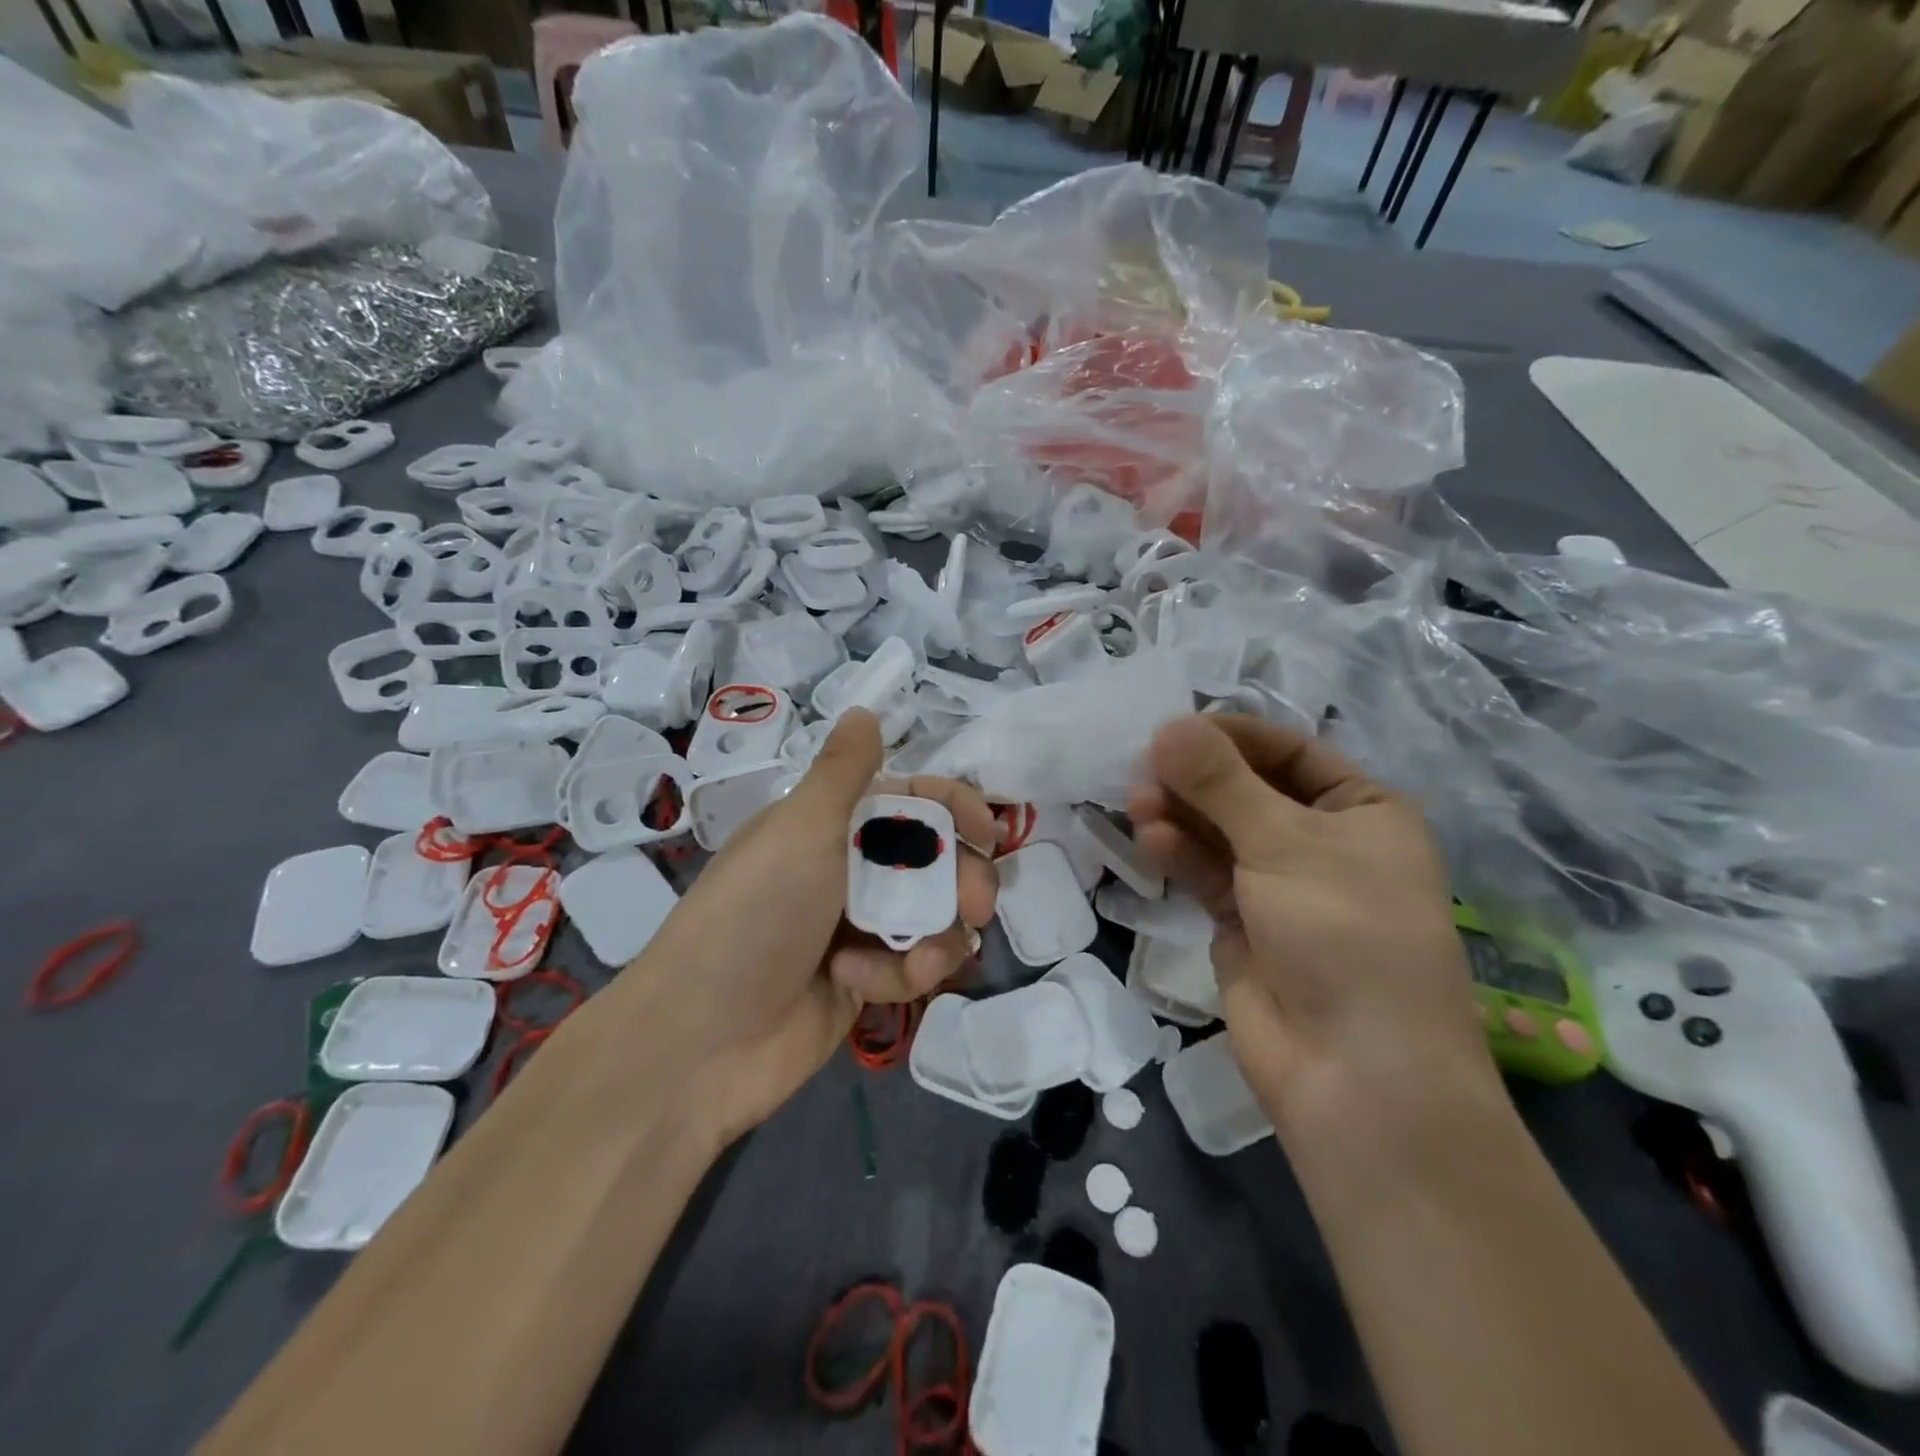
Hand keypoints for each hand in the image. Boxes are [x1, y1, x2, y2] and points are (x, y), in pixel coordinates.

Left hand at [636, 710, 997, 1145]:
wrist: (703, 1039)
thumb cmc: (756, 913)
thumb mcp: (801, 829)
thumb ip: (844, 771)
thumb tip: (864, 709)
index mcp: (829, 826)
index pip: (907, 800)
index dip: (952, 808)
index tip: (987, 831)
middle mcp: (846, 870)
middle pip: (932, 860)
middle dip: (961, 878)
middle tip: (977, 902)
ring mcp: (856, 929)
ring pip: (931, 915)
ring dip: (937, 932)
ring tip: (923, 957)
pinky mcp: (864, 983)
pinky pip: (911, 966)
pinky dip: (899, 974)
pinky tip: (863, 985)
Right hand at [1128, 714, 1498, 1145]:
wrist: (1356, 1074)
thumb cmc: (1344, 933)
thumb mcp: (1285, 843)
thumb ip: (1220, 783)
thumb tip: (1167, 725)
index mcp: (1362, 810)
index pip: (1288, 751)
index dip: (1231, 736)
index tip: (1173, 727)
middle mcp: (1323, 841)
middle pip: (1247, 789)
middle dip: (1197, 777)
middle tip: (1143, 765)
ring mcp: (1280, 884)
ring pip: (1219, 831)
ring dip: (1180, 813)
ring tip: (1138, 802)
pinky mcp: (1243, 921)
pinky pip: (1206, 871)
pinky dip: (1179, 852)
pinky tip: (1150, 839)